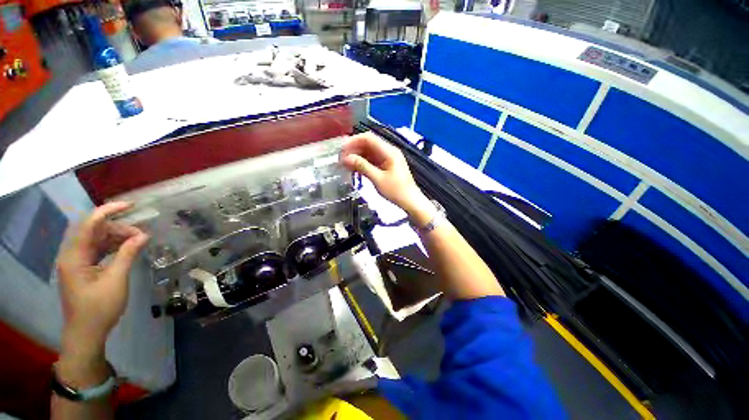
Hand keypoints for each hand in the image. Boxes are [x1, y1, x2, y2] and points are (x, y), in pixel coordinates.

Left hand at [57, 202, 148, 355]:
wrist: (87, 332)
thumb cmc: (99, 308)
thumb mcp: (116, 280)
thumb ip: (127, 254)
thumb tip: (143, 235)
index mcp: (74, 256)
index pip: (89, 224)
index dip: (108, 211)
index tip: (131, 205)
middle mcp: (72, 255)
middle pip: (94, 231)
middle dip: (118, 228)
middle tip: (141, 235)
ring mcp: (77, 262)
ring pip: (97, 240)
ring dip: (117, 237)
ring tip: (138, 241)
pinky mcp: (83, 269)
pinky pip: (98, 250)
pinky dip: (113, 246)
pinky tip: (127, 248)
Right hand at [340, 132, 433, 223]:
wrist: (410, 201)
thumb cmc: (396, 191)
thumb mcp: (378, 179)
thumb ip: (362, 166)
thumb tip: (346, 158)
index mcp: (389, 151)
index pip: (369, 138)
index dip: (353, 141)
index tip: (342, 150)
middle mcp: (388, 151)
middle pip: (368, 144)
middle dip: (354, 149)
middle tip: (341, 159)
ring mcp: (388, 158)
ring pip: (369, 152)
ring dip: (357, 156)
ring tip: (345, 164)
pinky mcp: (387, 166)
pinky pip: (373, 160)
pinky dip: (363, 163)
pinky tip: (355, 168)